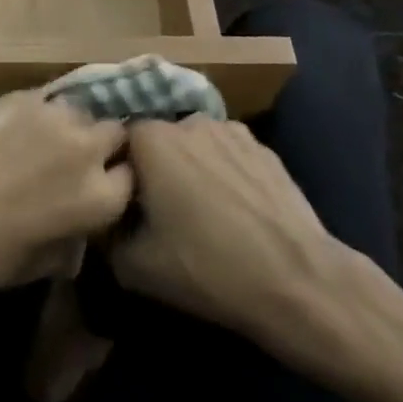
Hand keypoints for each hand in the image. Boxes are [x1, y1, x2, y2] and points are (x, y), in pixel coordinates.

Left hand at [0, 91, 130, 295]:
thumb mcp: (42, 266)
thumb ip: (73, 241)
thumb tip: (77, 233)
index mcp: (100, 199)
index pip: (131, 177)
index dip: (116, 180)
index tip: (101, 183)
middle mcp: (87, 150)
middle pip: (115, 133)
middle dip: (102, 144)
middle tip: (76, 157)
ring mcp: (55, 117)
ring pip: (81, 110)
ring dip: (72, 124)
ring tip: (48, 137)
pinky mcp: (22, 97)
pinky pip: (47, 98)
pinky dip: (41, 110)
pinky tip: (20, 124)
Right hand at [110, 117, 347, 350]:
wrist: (296, 280)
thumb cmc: (206, 267)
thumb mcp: (134, 267)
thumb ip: (106, 233)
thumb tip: (106, 219)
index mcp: (150, 139)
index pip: (118, 142)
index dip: (119, 174)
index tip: (125, 206)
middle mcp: (187, 121)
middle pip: (157, 141)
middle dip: (155, 169)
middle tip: (161, 212)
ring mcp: (230, 129)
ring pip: (195, 145)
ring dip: (191, 168)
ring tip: (203, 212)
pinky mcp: (263, 147)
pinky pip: (228, 154)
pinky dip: (225, 173)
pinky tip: (237, 211)